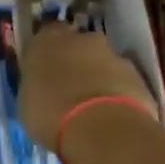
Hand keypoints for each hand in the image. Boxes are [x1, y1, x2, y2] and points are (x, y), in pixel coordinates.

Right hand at [19, 24, 155, 154]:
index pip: (45, 35)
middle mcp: (80, 38)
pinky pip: (122, 81)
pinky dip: (118, 93)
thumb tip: (42, 87)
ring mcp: (112, 54)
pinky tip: (112, 116)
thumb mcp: (27, 103)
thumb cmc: (51, 114)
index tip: (45, 70)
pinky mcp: (137, 75)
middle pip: (77, 44)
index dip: (47, 53)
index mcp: (46, 40)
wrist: (102, 128)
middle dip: (75, 61)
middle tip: (69, 88)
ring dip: (98, 76)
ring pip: (102, 61)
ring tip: (93, 107)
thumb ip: (36, 86)